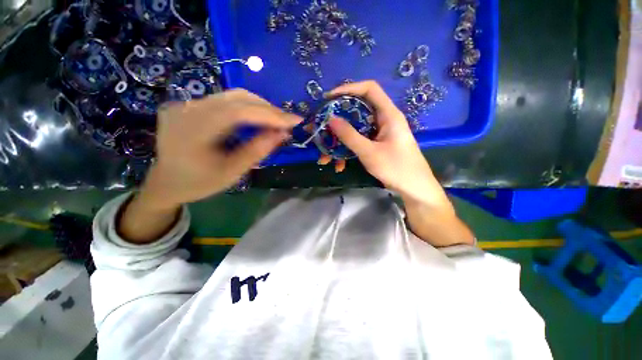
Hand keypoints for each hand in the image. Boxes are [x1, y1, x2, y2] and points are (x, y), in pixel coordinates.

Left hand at [141, 89, 301, 209]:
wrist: (166, 183)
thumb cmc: (199, 183)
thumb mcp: (232, 173)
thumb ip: (257, 151)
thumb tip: (283, 133)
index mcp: (193, 131)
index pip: (238, 112)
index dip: (270, 114)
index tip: (295, 120)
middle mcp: (186, 110)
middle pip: (236, 98)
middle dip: (268, 109)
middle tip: (288, 122)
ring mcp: (185, 104)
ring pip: (232, 96)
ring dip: (259, 107)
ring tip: (276, 121)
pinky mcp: (189, 105)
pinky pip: (224, 100)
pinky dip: (246, 108)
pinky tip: (257, 118)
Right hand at [327, 81, 447, 207]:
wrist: (414, 188)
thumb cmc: (396, 168)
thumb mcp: (369, 152)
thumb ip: (349, 135)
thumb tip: (331, 119)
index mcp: (388, 114)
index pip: (369, 89)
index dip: (348, 88)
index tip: (329, 98)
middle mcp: (384, 120)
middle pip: (358, 110)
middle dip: (338, 119)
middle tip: (323, 125)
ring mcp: (380, 133)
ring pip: (356, 129)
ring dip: (340, 140)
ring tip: (326, 155)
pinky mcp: (377, 144)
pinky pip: (359, 141)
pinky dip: (348, 150)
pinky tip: (339, 165)